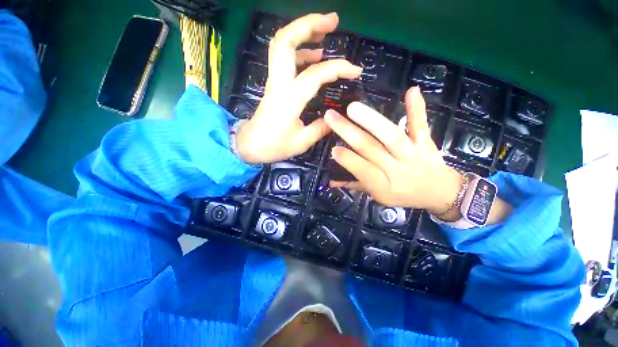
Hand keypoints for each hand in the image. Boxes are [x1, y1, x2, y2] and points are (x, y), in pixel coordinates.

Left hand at [236, 13, 362, 163]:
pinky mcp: (274, 84)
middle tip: (333, 21)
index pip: (316, 74)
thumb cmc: (274, 146)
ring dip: (303, 31)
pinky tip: (315, 55)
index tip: (355, 71)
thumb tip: (336, 118)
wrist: (250, 145)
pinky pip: (285, 59)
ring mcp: (274, 81)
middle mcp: (279, 83)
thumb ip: (321, 128)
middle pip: (286, 40)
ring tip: (326, 31)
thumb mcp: (301, 142)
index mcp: (289, 99)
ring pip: (283, 45)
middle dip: (309, 24)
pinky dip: (300, 51)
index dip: (338, 68)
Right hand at [325, 87, 462, 214]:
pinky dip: (417, 109)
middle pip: (372, 149)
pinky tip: (411, 90)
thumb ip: (355, 185)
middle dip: (349, 133)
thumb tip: (330, 181)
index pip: (363, 171)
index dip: (348, 160)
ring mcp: (413, 154)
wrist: (440, 192)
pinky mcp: (426, 142)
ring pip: (392, 136)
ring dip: (372, 120)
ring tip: (353, 108)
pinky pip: (421, 125)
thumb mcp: (377, 196)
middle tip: (331, 117)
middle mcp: (398, 170)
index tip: (333, 149)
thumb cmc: (403, 195)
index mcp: (384, 186)